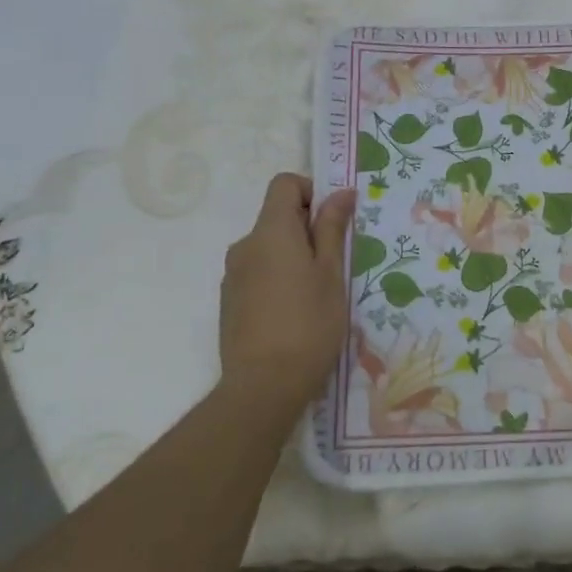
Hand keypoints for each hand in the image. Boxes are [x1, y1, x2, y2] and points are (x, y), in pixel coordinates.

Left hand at [219, 174, 355, 411]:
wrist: (263, 386)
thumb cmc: (309, 324)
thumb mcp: (331, 273)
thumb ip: (332, 229)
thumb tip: (341, 193)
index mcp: (271, 232)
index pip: (284, 184)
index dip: (311, 192)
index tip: (334, 221)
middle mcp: (245, 245)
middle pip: (277, 216)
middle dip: (307, 229)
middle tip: (334, 263)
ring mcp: (233, 275)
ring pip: (268, 247)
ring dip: (293, 256)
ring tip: (317, 293)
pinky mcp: (229, 301)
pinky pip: (258, 272)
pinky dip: (277, 278)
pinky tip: (294, 313)